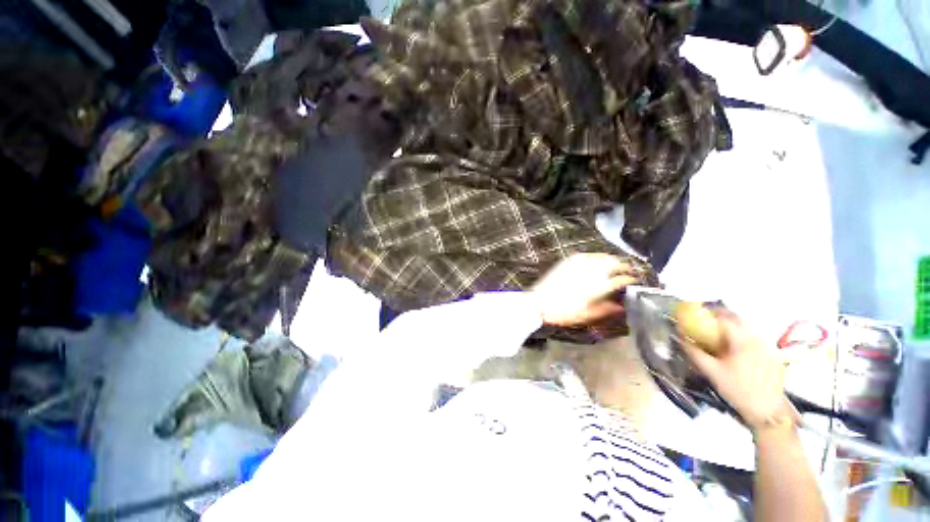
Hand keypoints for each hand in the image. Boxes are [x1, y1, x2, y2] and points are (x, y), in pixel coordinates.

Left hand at [530, 253, 638, 326]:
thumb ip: (605, 309)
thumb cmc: (563, 312)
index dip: (630, 279)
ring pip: (601, 257)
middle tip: (629, 270)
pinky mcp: (568, 261)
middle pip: (613, 264)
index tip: (635, 281)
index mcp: (597, 287)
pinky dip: (596, 256)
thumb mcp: (586, 315)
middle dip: (624, 266)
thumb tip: (621, 306)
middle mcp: (590, 272)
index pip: (620, 279)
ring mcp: (578, 265)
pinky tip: (598, 260)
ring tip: (617, 264)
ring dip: (612, 259)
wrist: (539, 302)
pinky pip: (586, 255)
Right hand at [680, 312, 797, 433]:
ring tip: (720, 330)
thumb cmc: (738, 390)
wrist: (768, 411)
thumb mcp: (712, 372)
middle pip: (738, 318)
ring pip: (748, 326)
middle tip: (707, 318)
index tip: (696, 313)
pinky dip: (743, 333)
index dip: (708, 313)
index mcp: (742, 340)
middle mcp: (757, 338)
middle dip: (721, 315)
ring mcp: (768, 346)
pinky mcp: (773, 354)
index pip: (724, 318)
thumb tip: (680, 338)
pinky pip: (756, 336)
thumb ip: (694, 353)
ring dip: (733, 323)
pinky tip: (736, 344)